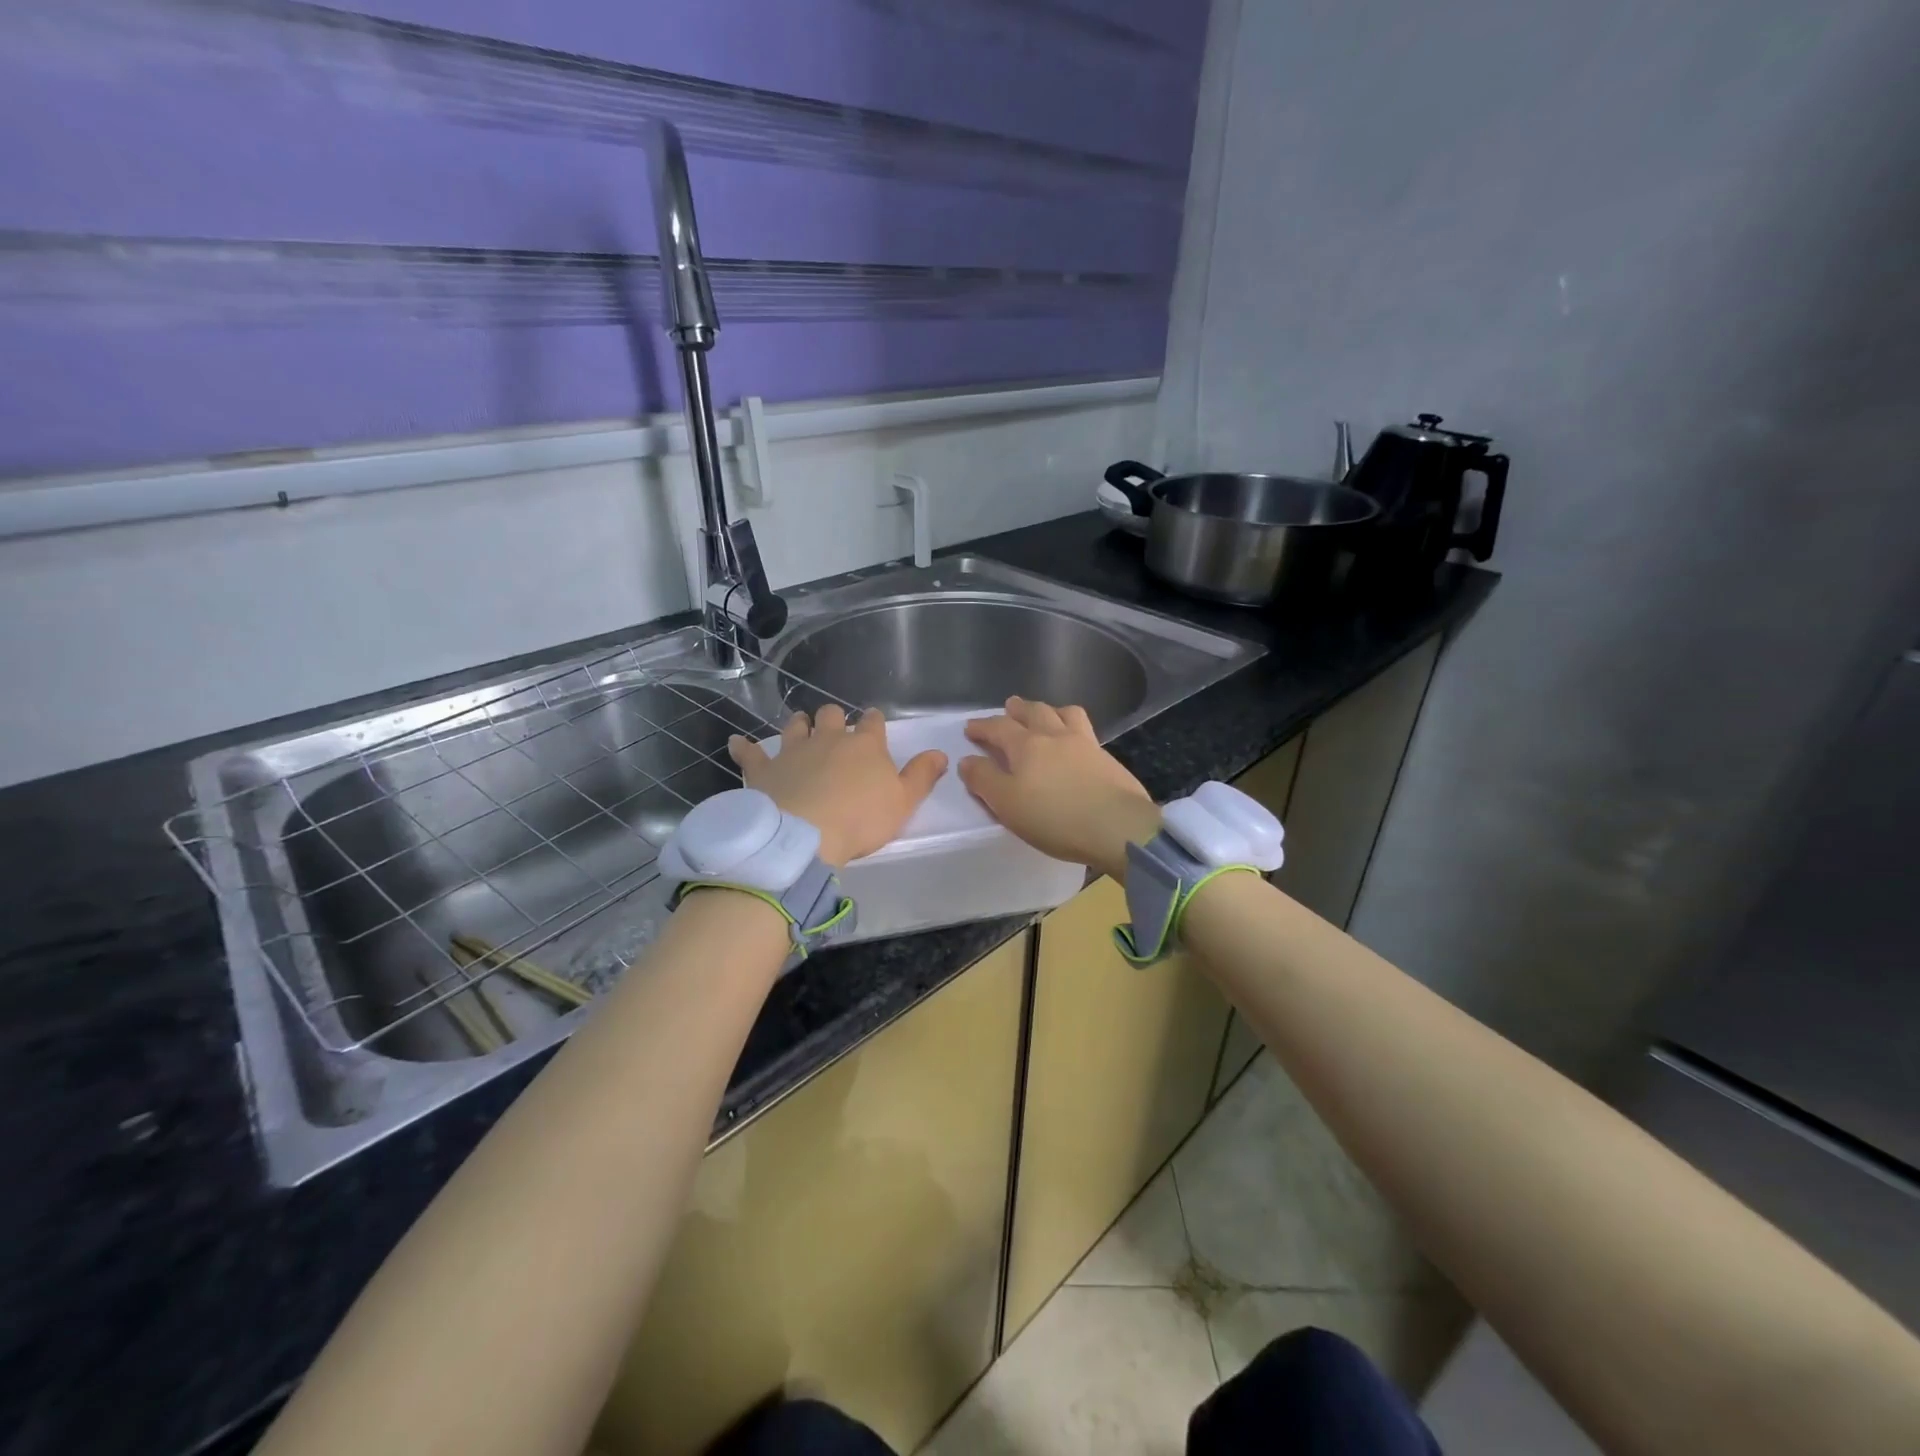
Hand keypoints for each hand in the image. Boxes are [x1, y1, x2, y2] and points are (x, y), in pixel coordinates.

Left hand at [727, 705, 945, 868]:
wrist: (805, 835)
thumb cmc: (860, 820)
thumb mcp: (904, 803)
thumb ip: (922, 776)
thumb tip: (940, 752)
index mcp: (865, 745)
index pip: (873, 723)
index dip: (874, 722)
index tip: (874, 724)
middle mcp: (828, 739)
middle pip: (832, 715)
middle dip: (834, 718)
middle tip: (835, 730)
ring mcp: (793, 750)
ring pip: (795, 726)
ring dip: (799, 725)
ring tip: (800, 728)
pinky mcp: (764, 768)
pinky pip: (751, 753)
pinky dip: (744, 747)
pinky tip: (736, 742)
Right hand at [957, 698, 1161, 880]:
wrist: (1117, 826)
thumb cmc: (1054, 817)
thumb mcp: (1007, 804)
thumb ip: (984, 780)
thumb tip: (967, 760)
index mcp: (1026, 745)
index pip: (999, 727)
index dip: (982, 726)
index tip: (971, 728)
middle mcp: (1055, 735)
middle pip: (1034, 712)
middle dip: (1018, 709)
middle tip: (1009, 707)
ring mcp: (1086, 744)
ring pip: (1065, 714)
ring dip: (1050, 710)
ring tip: (1045, 715)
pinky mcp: (1107, 759)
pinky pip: (1085, 731)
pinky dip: (1073, 727)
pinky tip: (1074, 742)